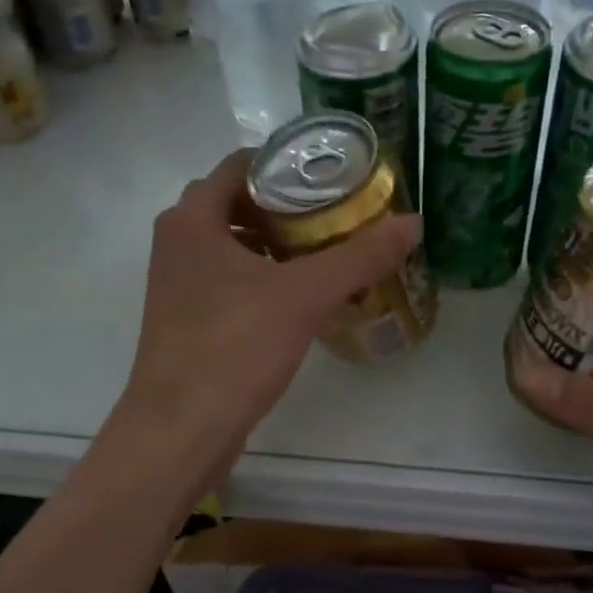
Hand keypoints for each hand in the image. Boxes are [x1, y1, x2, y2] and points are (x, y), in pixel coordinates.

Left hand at [117, 149, 418, 470]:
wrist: (180, 430)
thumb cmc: (233, 347)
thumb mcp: (304, 296)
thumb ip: (359, 256)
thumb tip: (413, 222)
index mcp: (193, 218)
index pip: (243, 164)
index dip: (289, 162)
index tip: (334, 174)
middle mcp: (178, 240)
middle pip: (240, 202)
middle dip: (290, 204)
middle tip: (341, 210)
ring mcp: (179, 281)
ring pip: (235, 242)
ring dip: (278, 241)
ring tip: (330, 247)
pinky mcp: (189, 317)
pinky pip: (232, 277)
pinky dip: (266, 274)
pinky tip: (303, 293)